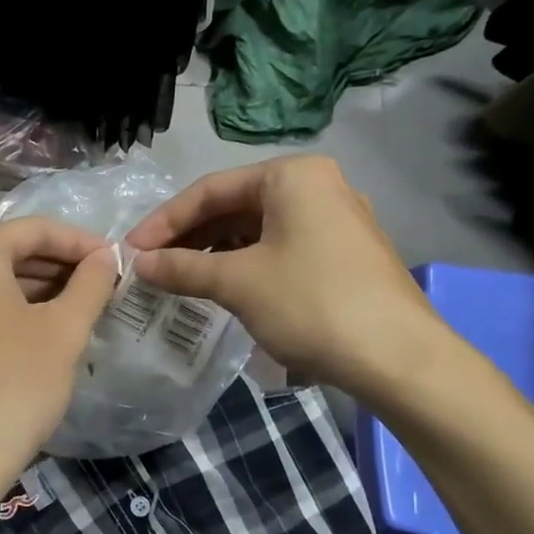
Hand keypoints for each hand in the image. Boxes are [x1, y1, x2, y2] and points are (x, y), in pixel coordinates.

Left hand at [0, 217, 120, 530]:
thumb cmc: (14, 384)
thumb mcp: (64, 330)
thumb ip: (90, 284)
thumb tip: (106, 257)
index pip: (34, 229)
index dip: (80, 241)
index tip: (115, 260)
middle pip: (8, 253)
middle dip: (57, 265)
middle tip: (100, 284)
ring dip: (35, 289)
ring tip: (77, 308)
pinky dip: (8, 312)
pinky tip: (38, 334)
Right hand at [124, 156, 452, 404]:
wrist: (399, 358)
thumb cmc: (311, 303)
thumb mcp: (238, 283)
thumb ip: (182, 268)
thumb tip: (139, 265)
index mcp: (292, 176)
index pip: (210, 190)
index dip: (165, 221)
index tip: (133, 250)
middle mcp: (316, 186)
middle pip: (234, 206)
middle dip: (190, 237)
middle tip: (153, 266)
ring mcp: (335, 220)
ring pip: (257, 229)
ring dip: (214, 252)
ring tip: (180, 279)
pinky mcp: (344, 253)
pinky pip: (280, 248)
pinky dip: (245, 264)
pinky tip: (222, 288)